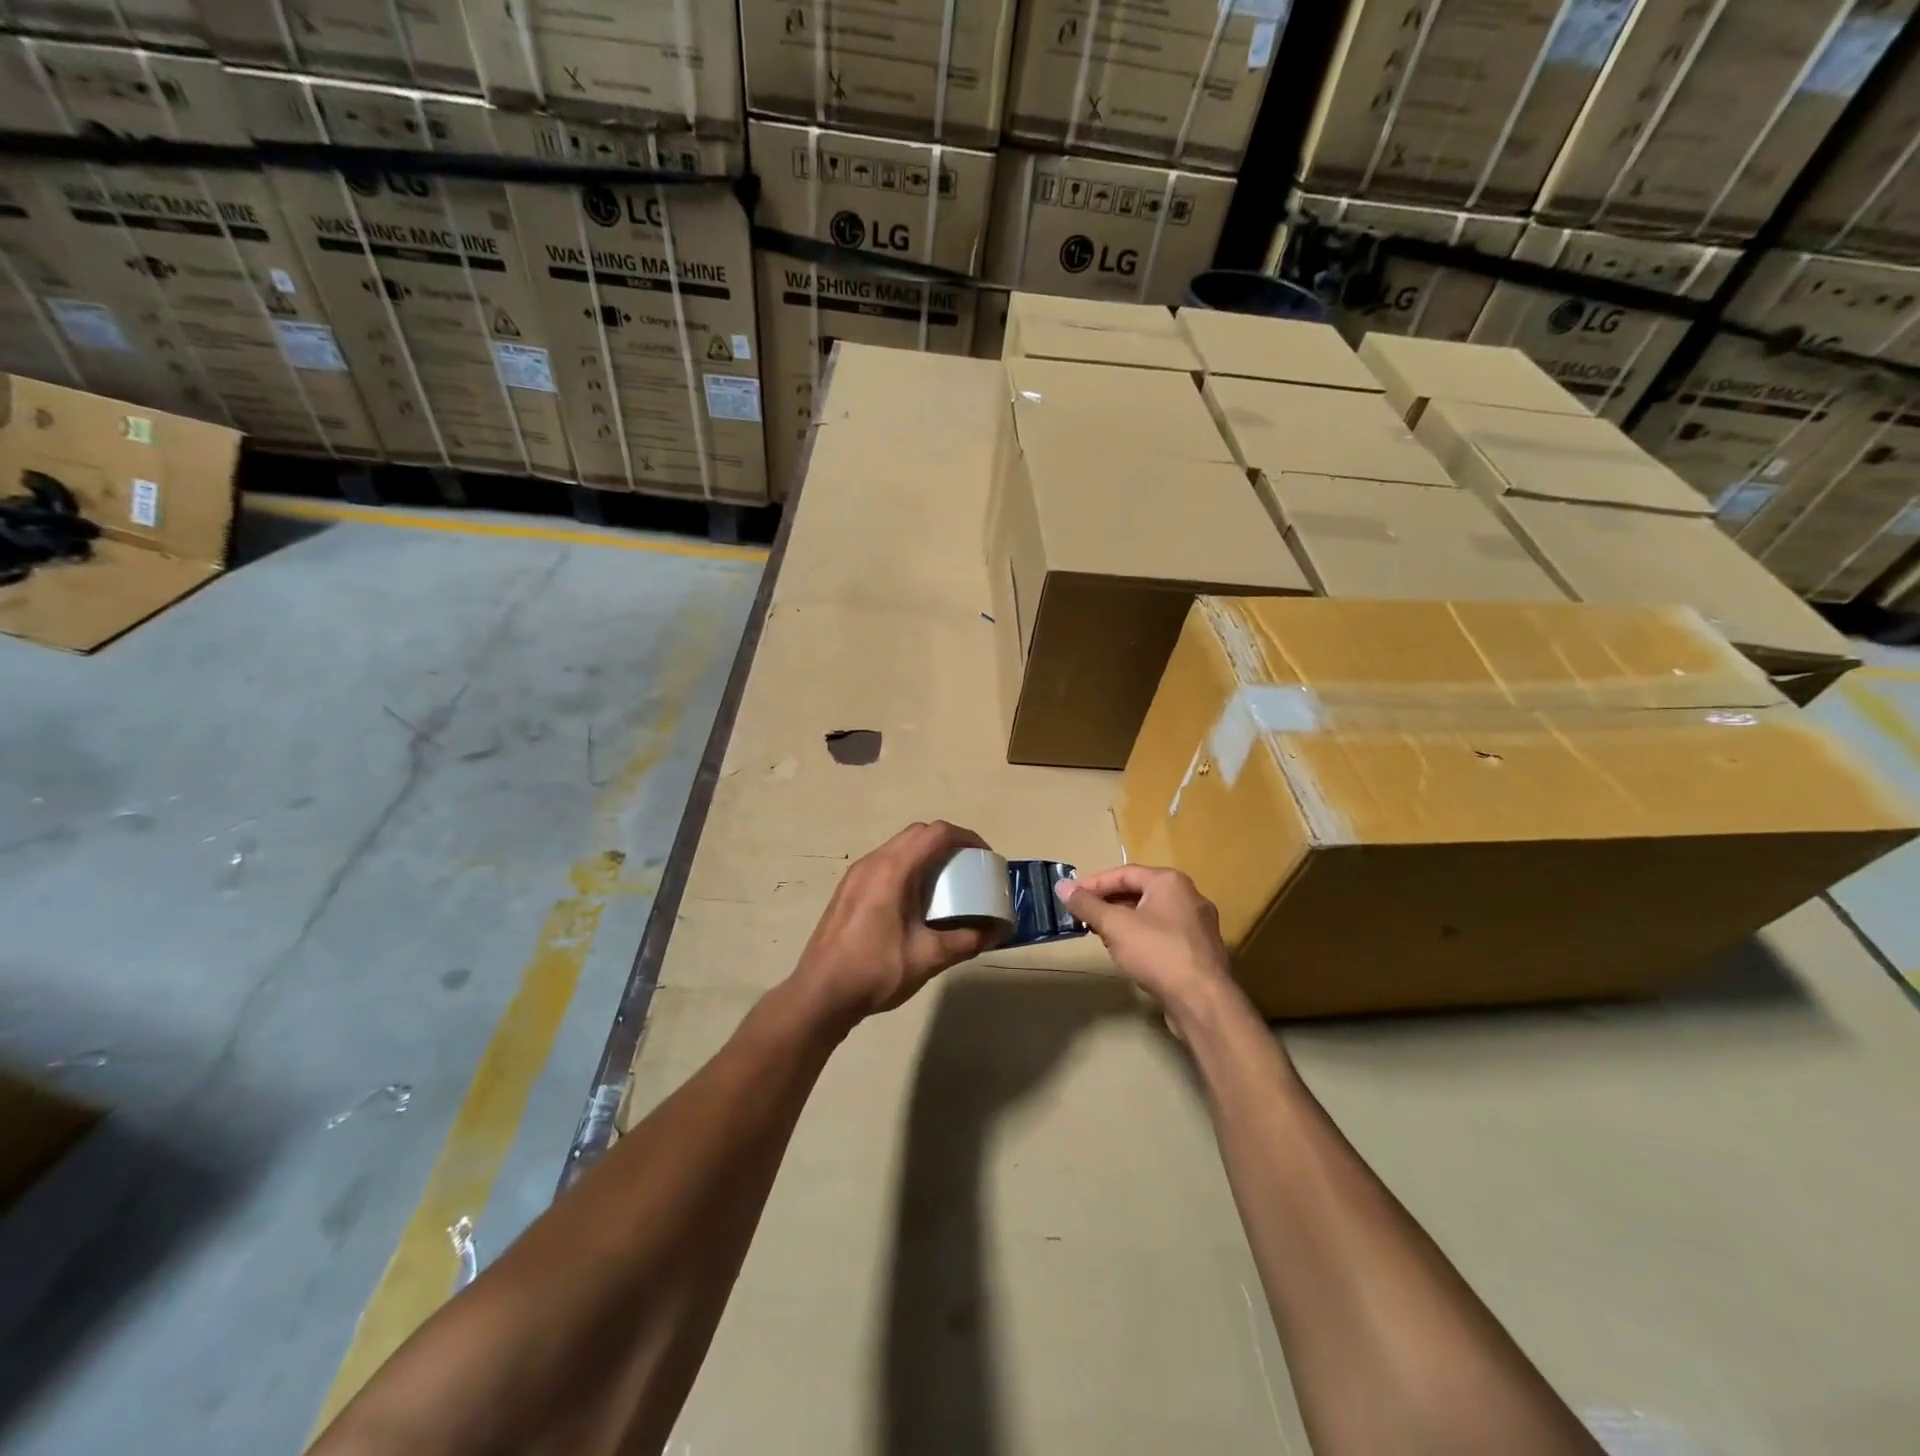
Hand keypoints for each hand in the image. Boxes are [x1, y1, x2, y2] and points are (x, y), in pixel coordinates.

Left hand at [791, 821, 997, 1027]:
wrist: (820, 994)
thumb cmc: (875, 971)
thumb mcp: (928, 958)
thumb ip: (965, 941)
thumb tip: (994, 932)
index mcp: (893, 870)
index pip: (936, 834)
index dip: (966, 838)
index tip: (985, 857)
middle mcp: (872, 863)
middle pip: (917, 833)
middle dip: (948, 844)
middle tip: (969, 868)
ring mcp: (856, 874)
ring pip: (898, 847)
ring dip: (926, 855)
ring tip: (946, 883)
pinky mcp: (848, 889)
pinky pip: (884, 863)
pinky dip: (907, 868)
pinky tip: (915, 901)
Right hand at [1060, 865, 1235, 1026]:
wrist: (1202, 1001)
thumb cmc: (1157, 953)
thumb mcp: (1115, 926)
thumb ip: (1087, 905)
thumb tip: (1062, 885)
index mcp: (1170, 881)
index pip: (1124, 873)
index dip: (1094, 884)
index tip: (1071, 897)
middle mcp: (1189, 896)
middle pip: (1139, 892)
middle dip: (1109, 904)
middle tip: (1084, 917)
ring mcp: (1199, 924)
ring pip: (1152, 914)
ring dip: (1124, 922)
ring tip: (1102, 936)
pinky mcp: (1201, 950)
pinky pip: (1164, 934)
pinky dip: (1143, 938)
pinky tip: (1130, 954)